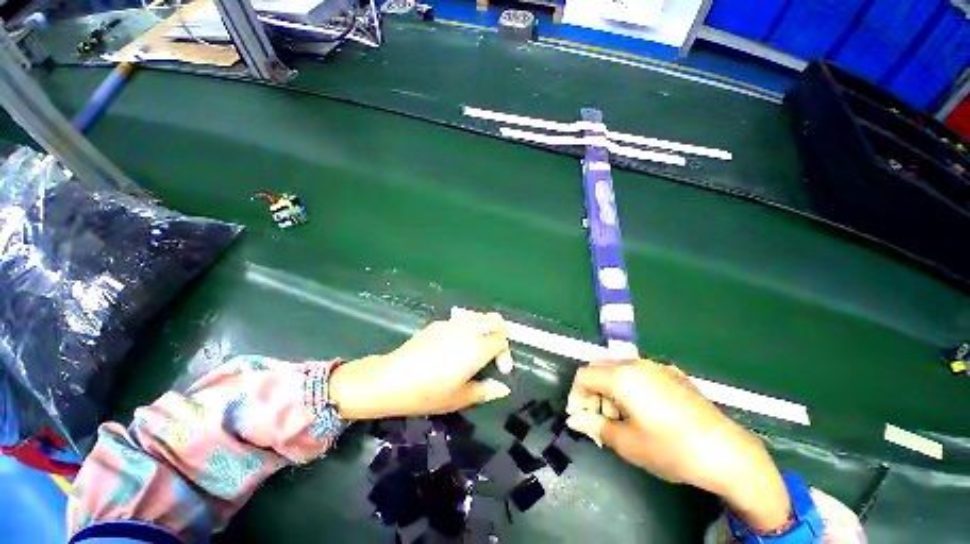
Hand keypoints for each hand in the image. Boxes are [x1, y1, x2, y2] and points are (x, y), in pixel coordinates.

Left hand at [328, 310, 513, 419]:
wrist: (389, 380)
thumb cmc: (427, 394)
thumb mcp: (459, 398)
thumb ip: (485, 391)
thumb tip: (503, 388)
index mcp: (475, 349)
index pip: (501, 340)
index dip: (505, 355)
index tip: (500, 370)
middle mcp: (466, 331)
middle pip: (494, 319)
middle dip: (500, 332)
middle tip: (494, 351)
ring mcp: (451, 324)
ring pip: (477, 316)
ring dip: (484, 328)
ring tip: (477, 347)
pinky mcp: (437, 323)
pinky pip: (460, 320)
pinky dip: (467, 328)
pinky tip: (455, 346)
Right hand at [565, 360, 791, 532]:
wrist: (728, 452)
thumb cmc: (672, 449)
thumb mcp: (628, 443)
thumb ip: (596, 426)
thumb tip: (574, 421)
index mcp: (621, 377)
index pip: (584, 375)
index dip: (576, 395)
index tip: (580, 417)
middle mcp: (636, 364)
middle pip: (600, 368)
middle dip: (593, 391)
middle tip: (600, 417)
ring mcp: (657, 366)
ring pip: (619, 368)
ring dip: (610, 388)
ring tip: (621, 416)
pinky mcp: (673, 374)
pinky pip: (640, 372)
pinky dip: (630, 386)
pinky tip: (644, 410)